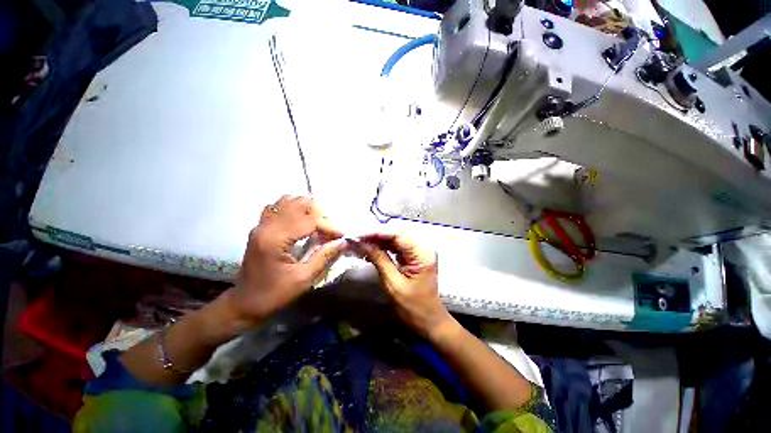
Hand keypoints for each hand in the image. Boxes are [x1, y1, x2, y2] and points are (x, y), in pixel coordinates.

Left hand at [227, 195, 346, 326]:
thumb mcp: (304, 278)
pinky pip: (276, 207)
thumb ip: (324, 256)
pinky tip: (299, 220)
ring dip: (306, 209)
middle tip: (328, 230)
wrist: (245, 303)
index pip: (309, 221)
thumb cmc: (275, 294)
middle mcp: (266, 226)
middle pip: (298, 204)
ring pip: (286, 201)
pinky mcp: (259, 227)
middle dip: (319, 214)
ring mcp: (260, 225)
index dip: (329, 226)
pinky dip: (291, 209)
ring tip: (316, 223)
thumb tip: (343, 242)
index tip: (342, 235)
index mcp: (275, 239)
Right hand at [359, 233, 454, 338]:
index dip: (376, 232)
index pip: (397, 234)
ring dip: (378, 239)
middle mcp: (422, 247)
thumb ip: (379, 260)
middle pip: (396, 233)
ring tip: (361, 243)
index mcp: (421, 253)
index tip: (358, 234)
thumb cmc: (413, 307)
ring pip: (395, 238)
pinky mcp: (413, 256)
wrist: (429, 320)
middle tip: (357, 238)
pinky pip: (397, 246)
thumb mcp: (393, 284)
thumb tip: (362, 243)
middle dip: (376, 234)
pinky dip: (383, 246)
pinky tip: (371, 249)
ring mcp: (419, 251)